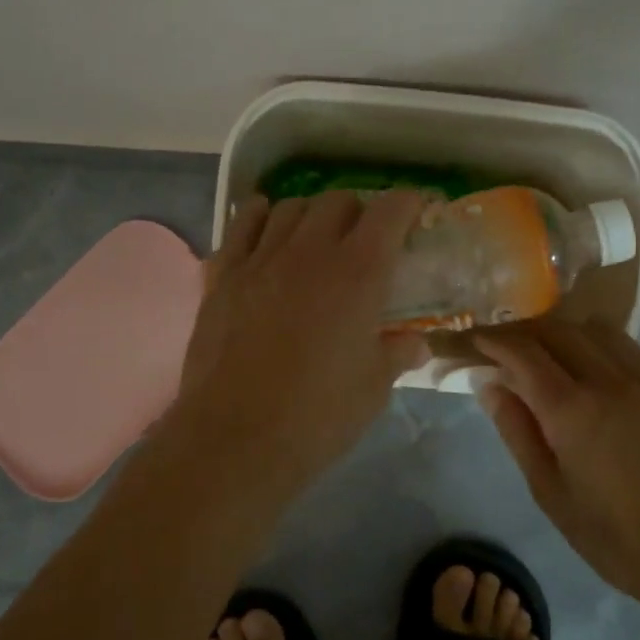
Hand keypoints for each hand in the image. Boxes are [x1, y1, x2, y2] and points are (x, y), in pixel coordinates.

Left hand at [167, 189, 427, 494]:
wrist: (235, 438)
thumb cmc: (317, 416)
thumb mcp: (374, 388)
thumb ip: (397, 353)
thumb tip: (415, 342)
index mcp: (358, 273)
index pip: (390, 211)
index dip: (409, 204)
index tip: (416, 213)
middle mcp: (310, 251)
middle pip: (338, 201)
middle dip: (359, 211)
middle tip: (364, 240)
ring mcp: (261, 259)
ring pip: (290, 206)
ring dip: (311, 215)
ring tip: (315, 238)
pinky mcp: (223, 275)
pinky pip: (242, 224)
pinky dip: (260, 218)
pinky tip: (266, 232)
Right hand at [472, 317, 639, 618]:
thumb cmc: (615, 538)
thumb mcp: (550, 493)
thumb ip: (517, 431)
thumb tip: (490, 385)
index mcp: (572, 411)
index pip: (523, 353)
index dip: (493, 341)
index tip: (474, 341)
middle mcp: (609, 382)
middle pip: (556, 331)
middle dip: (521, 332)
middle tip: (501, 346)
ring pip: (594, 330)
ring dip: (560, 331)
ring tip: (544, 351)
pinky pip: (627, 348)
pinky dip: (596, 343)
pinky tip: (589, 364)